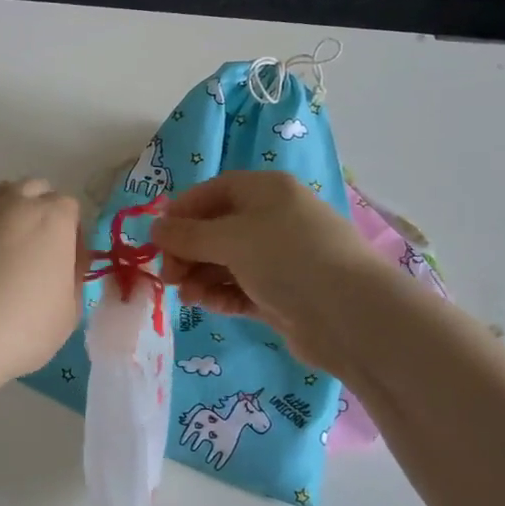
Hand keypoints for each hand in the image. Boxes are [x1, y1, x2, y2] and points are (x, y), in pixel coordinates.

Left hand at [0, 177, 83, 386]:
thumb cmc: (24, 326)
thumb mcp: (70, 311)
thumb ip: (72, 277)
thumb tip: (65, 264)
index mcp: (54, 217)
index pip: (70, 208)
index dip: (72, 235)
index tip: (67, 263)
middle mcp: (17, 202)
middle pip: (35, 190)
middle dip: (41, 211)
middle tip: (38, 251)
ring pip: (0, 191)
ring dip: (10, 209)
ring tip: (7, 245)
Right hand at [151, 171, 378, 371]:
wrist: (349, 314)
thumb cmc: (287, 258)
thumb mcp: (231, 238)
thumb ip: (188, 235)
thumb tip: (155, 228)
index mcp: (267, 191)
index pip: (215, 191)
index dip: (183, 211)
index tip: (158, 237)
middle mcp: (274, 219)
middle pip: (217, 229)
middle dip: (188, 250)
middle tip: (168, 275)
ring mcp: (280, 259)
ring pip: (227, 262)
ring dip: (200, 275)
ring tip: (185, 295)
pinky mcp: (282, 294)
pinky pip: (241, 288)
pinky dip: (220, 294)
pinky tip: (205, 304)